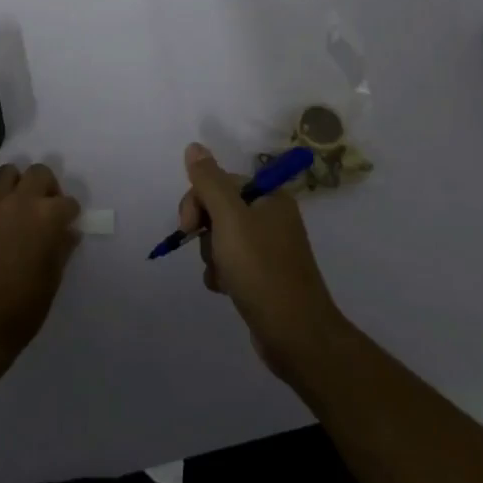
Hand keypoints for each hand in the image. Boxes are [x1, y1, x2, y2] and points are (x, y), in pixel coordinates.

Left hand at [0, 162, 80, 368]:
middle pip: (39, 173)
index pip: (67, 202)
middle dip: (46, 187)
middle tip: (42, 208)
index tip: (66, 224)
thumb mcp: (52, 280)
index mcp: (47, 217)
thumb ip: (62, 248)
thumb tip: (68, 232)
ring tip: (13, 207)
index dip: (69, 214)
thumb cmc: (21, 308)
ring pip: (7, 172)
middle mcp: (20, 201)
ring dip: (15, 185)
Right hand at [177, 142, 349, 383]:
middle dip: (205, 231)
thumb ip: (209, 181)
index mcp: (270, 197)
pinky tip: (226, 289)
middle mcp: (272, 217)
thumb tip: (194, 146)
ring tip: (223, 276)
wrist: (296, 335)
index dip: (198, 200)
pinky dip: (222, 274)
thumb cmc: (262, 270)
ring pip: (221, 238)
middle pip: (220, 209)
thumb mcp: (230, 219)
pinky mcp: (263, 276)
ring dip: (213, 256)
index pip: (221, 182)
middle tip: (208, 252)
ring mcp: (269, 248)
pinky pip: (230, 263)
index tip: (187, 226)